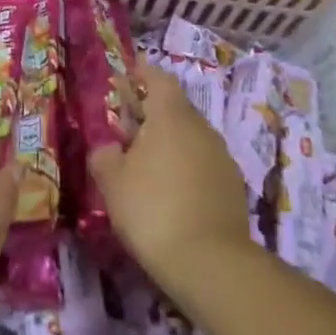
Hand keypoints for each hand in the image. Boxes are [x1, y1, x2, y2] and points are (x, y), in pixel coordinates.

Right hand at [89, 59, 254, 297]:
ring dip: (168, 139)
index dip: (142, 72)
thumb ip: (104, 154)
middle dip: (150, 110)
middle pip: (174, 107)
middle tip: (126, 123)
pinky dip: (184, 163)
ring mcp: (221, 156)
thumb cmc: (152, 209)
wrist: (211, 262)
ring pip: (189, 135)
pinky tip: (169, 187)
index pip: (158, 78)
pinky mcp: (231, 185)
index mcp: (170, 116)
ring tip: (144, 159)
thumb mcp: (112, 182)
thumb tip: (108, 146)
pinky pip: (201, 161)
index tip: (127, 72)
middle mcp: (200, 127)